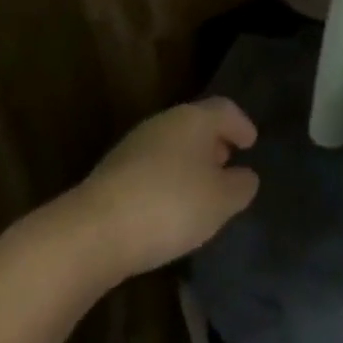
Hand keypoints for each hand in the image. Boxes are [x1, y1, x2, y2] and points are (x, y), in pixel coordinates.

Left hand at [49, 97, 260, 289]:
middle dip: (214, 142)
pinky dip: (166, 178)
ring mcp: (133, 146)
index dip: (241, 124)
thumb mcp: (220, 202)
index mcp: (194, 119)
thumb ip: (241, 186)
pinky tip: (167, 206)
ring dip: (189, 162)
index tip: (251, 142)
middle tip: (227, 162)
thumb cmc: (169, 206)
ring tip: (199, 189)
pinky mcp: (110, 174)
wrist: (91, 233)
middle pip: (196, 124)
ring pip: (172, 145)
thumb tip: (245, 177)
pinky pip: (150, 167)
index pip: (225, 109)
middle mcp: (164, 123)